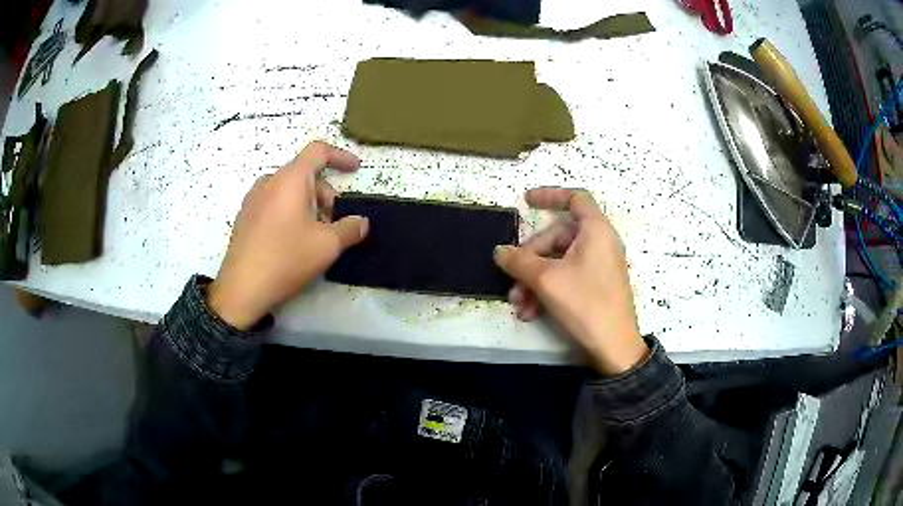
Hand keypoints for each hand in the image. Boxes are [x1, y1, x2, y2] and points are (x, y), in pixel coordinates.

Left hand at [208, 142, 368, 329]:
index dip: (340, 156)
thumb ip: (350, 228)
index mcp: (290, 179)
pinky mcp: (245, 216)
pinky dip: (289, 210)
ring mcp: (253, 199)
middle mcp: (269, 181)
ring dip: (307, 203)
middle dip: (325, 193)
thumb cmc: (286, 259)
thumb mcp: (327, 246)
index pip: (318, 151)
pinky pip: (273, 202)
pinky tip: (291, 240)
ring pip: (288, 189)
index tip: (355, 169)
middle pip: (304, 173)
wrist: (242, 288)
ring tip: (313, 234)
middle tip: (333, 223)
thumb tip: (361, 222)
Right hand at [494, 187, 647, 374]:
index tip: (526, 202)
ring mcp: (599, 266)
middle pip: (557, 237)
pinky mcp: (596, 285)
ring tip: (519, 304)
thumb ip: (519, 261)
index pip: (575, 198)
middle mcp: (600, 243)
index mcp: (595, 231)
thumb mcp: (546, 280)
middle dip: (530, 259)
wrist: (614, 347)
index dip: (550, 195)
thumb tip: (500, 251)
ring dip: (534, 280)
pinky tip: (531, 312)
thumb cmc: (584, 303)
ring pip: (558, 262)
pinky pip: (567, 277)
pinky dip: (547, 290)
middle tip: (512, 280)